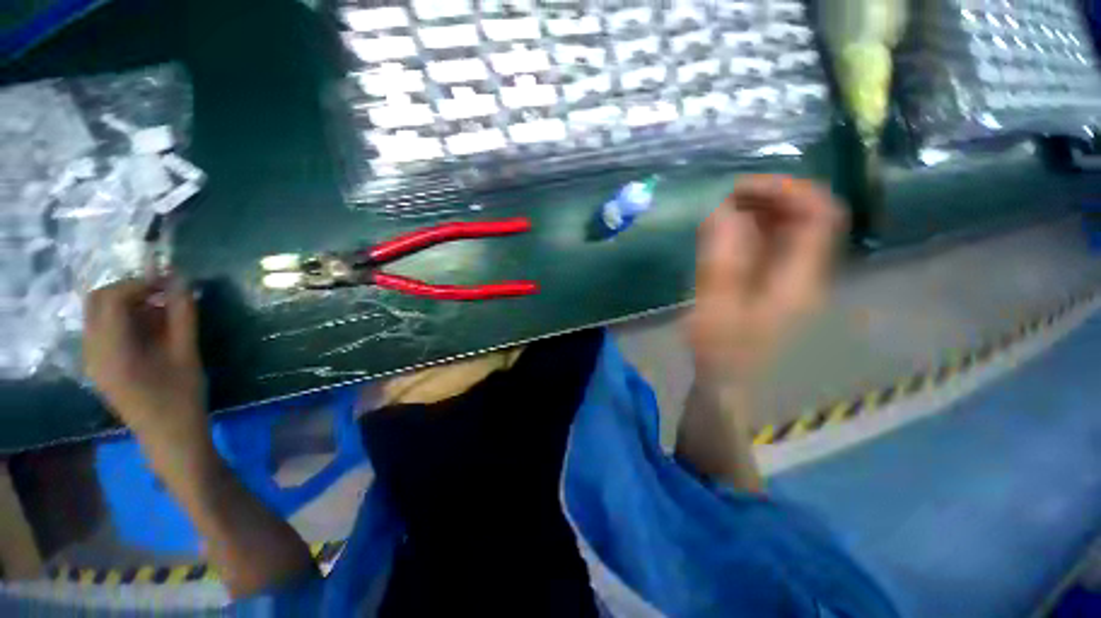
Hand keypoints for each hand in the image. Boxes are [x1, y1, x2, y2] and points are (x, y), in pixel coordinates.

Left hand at [84, 278, 210, 469]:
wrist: (169, 437)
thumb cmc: (182, 397)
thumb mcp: (188, 353)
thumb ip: (183, 316)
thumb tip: (182, 282)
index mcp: (112, 350)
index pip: (112, 298)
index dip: (140, 283)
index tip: (170, 282)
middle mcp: (92, 350)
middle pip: (98, 301)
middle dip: (130, 290)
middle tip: (163, 293)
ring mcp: (92, 359)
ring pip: (98, 314)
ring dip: (128, 304)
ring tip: (162, 312)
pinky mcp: (98, 366)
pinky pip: (102, 330)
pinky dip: (124, 320)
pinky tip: (150, 330)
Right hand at [687, 175, 845, 382]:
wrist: (727, 381)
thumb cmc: (722, 351)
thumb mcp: (717, 306)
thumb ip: (721, 259)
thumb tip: (723, 212)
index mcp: (800, 278)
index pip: (819, 215)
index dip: (788, 191)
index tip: (743, 188)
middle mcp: (805, 272)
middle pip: (808, 216)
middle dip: (770, 197)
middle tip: (728, 197)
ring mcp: (790, 278)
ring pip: (789, 228)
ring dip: (760, 212)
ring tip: (723, 211)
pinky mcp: (773, 283)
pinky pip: (772, 244)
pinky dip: (751, 230)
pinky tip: (726, 233)